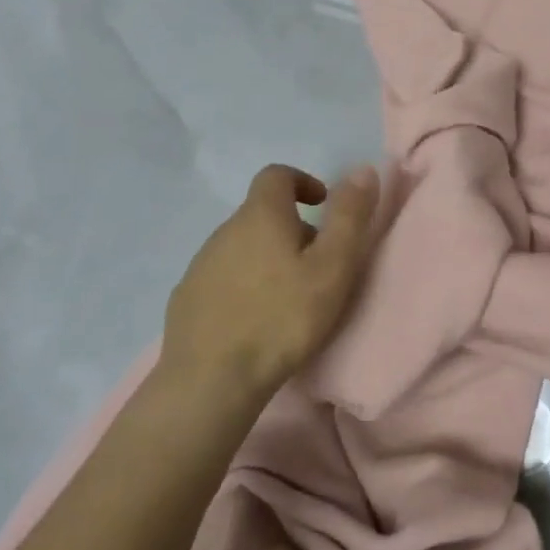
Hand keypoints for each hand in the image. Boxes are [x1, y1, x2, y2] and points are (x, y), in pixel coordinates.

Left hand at [161, 163, 381, 401]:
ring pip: (241, 247)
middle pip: (261, 213)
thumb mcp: (331, 267)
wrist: (210, 381)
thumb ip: (349, 217)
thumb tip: (363, 169)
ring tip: (288, 296)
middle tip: (317, 264)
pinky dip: (243, 285)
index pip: (276, 175)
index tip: (322, 205)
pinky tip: (254, 320)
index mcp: (260, 215)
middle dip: (291, 228)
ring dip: (266, 258)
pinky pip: (221, 278)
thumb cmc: (282, 318)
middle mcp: (224, 230)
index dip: (302, 182)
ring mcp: (200, 265)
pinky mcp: (186, 299)